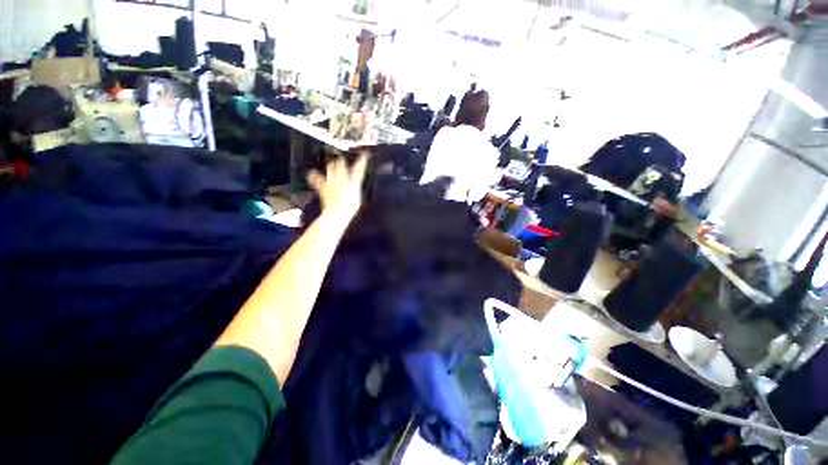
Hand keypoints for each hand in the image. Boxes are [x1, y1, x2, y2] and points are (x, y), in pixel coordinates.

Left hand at [307, 153, 367, 220]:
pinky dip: (314, 176)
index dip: (362, 161)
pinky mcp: (323, 187)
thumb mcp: (357, 199)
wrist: (337, 213)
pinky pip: (317, 179)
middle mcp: (342, 179)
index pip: (359, 169)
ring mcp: (331, 182)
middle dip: (342, 161)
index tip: (365, 155)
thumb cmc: (350, 208)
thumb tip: (353, 185)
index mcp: (352, 182)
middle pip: (341, 164)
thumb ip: (355, 189)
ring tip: (333, 164)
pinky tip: (311, 173)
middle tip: (343, 160)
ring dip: (332, 166)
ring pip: (331, 168)